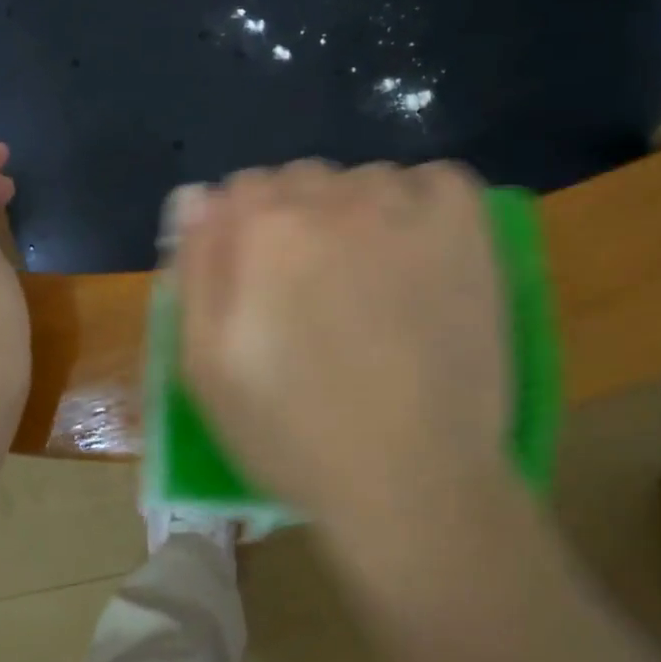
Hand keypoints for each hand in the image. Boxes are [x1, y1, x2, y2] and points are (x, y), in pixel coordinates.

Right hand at [174, 160, 510, 532]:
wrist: (414, 482)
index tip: (262, 280)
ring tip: (373, 280)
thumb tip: (200, 195)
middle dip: (297, 220)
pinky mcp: (465, 228)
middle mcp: (330, 200)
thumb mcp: (204, 365)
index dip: (246, 234)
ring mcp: (404, 209)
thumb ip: (195, 268)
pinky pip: (434, 179)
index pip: (241, 190)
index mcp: (262, 229)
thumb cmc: (293, 433)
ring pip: (364, 179)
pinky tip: (419, 250)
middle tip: (316, 288)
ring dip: (359, 213)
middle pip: (300, 179)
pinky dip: (423, 202)